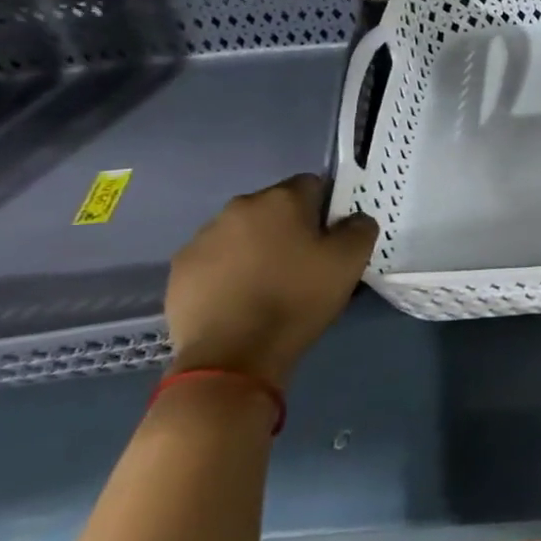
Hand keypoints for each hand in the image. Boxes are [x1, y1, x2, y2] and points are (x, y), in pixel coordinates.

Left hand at [165, 175, 377, 389]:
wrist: (232, 355)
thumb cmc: (297, 299)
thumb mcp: (351, 261)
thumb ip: (360, 228)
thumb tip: (352, 219)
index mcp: (281, 199)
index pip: (313, 184)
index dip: (325, 210)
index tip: (329, 240)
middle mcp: (238, 207)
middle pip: (274, 208)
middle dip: (288, 228)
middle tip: (301, 265)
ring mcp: (202, 238)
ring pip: (241, 233)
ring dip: (255, 249)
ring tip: (267, 286)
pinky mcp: (180, 270)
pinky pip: (214, 260)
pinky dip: (227, 272)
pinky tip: (239, 301)